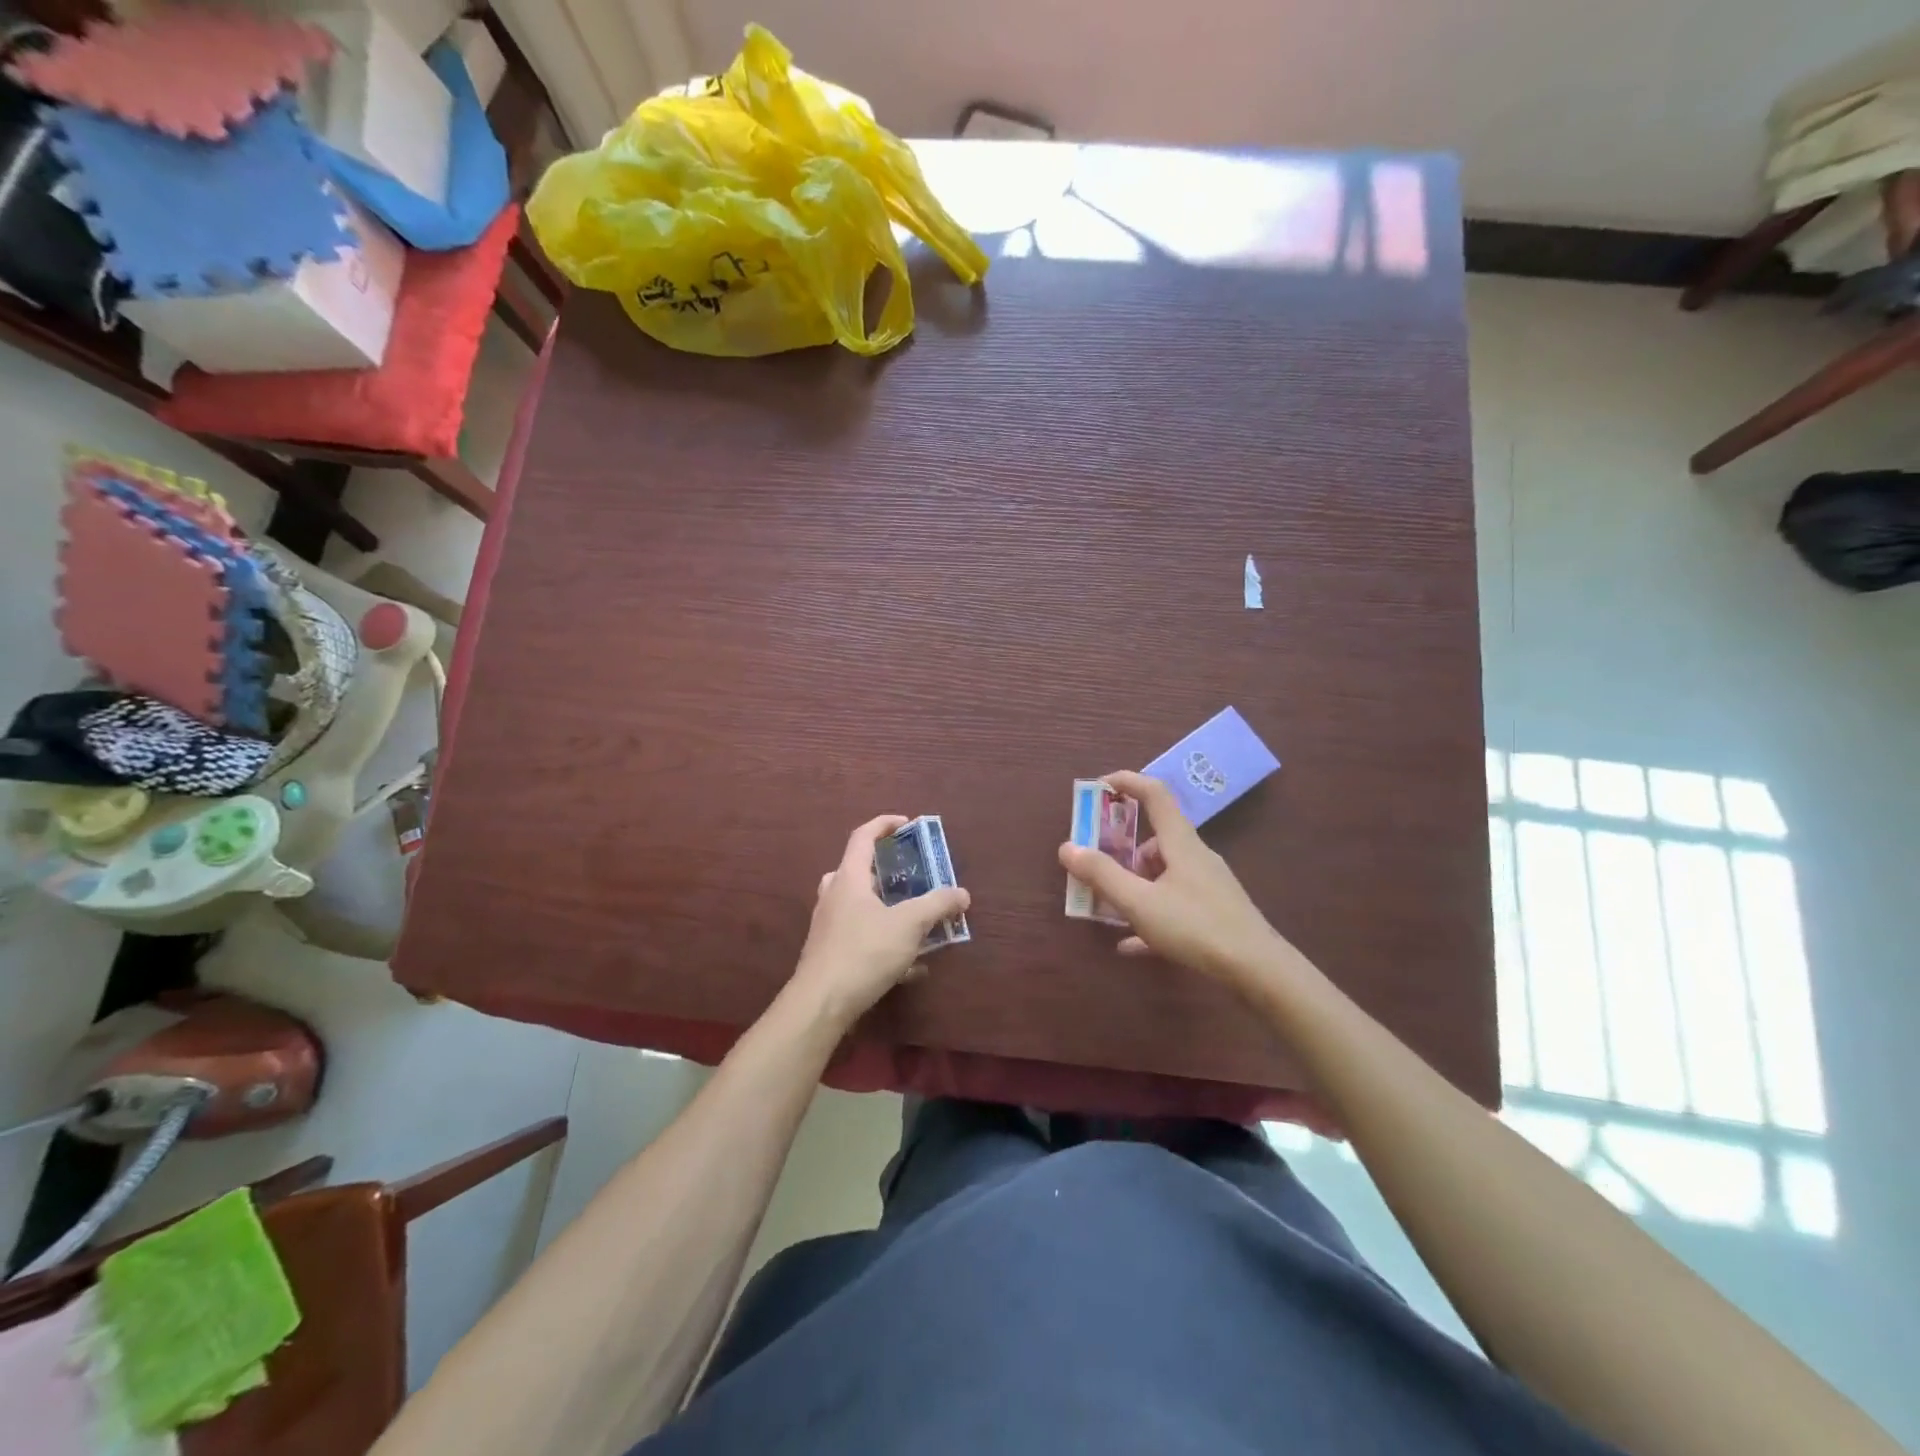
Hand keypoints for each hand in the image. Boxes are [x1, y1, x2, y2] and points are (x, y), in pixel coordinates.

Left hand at [789, 815, 969, 1029]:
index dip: (884, 824)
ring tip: (914, 918)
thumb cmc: (864, 952)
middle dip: (886, 870)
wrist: (820, 1004)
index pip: (863, 836)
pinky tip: (911, 967)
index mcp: (849, 878)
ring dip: (886, 907)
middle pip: (857, 870)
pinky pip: (861, 937)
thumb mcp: (909, 924)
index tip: (907, 824)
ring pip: (859, 905)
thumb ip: (937, 905)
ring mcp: (828, 926)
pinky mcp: (830, 954)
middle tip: (910, 874)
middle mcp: (834, 896)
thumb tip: (962, 893)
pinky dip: (884, 941)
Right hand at [1058, 770, 1287, 991]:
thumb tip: (1067, 847)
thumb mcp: (1139, 902)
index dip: (1126, 782)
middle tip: (1095, 869)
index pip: (1154, 794)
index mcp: (1180, 843)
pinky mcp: (1214, 913)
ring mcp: (1207, 886)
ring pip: (1162, 875)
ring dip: (1134, 886)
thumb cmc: (1196, 926)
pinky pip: (1173, 906)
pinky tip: (1131, 944)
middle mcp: (1195, 857)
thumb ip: (1102, 875)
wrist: (1258, 970)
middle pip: (1154, 840)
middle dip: (1121, 852)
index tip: (1098, 787)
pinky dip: (1149, 916)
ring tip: (1109, 911)